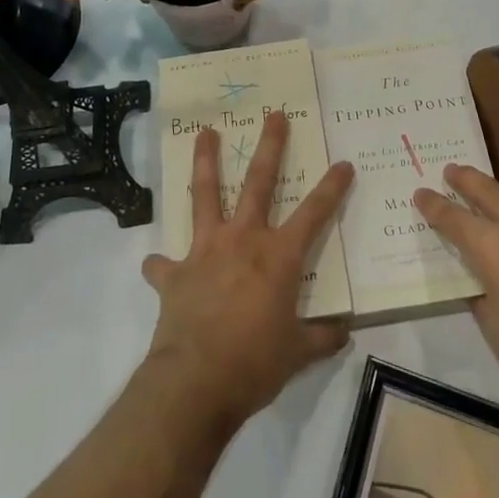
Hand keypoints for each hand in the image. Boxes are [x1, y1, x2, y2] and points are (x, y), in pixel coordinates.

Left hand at [142, 110, 353, 430]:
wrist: (195, 383)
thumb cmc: (254, 364)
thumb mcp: (298, 354)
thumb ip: (321, 337)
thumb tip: (344, 330)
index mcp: (278, 256)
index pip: (314, 213)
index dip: (332, 187)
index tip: (343, 163)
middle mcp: (243, 240)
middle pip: (259, 182)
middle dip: (270, 146)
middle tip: (274, 115)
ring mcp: (205, 251)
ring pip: (205, 195)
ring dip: (206, 161)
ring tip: (205, 133)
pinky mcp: (175, 273)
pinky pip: (163, 264)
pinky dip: (160, 264)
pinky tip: (154, 263)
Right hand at [415, 165, 498, 435]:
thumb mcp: (496, 333)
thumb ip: (484, 296)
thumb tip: (482, 283)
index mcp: (497, 250)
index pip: (457, 219)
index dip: (436, 206)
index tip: (422, 192)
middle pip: (493, 195)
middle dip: (470, 181)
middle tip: (453, 170)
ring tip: (498, 224)